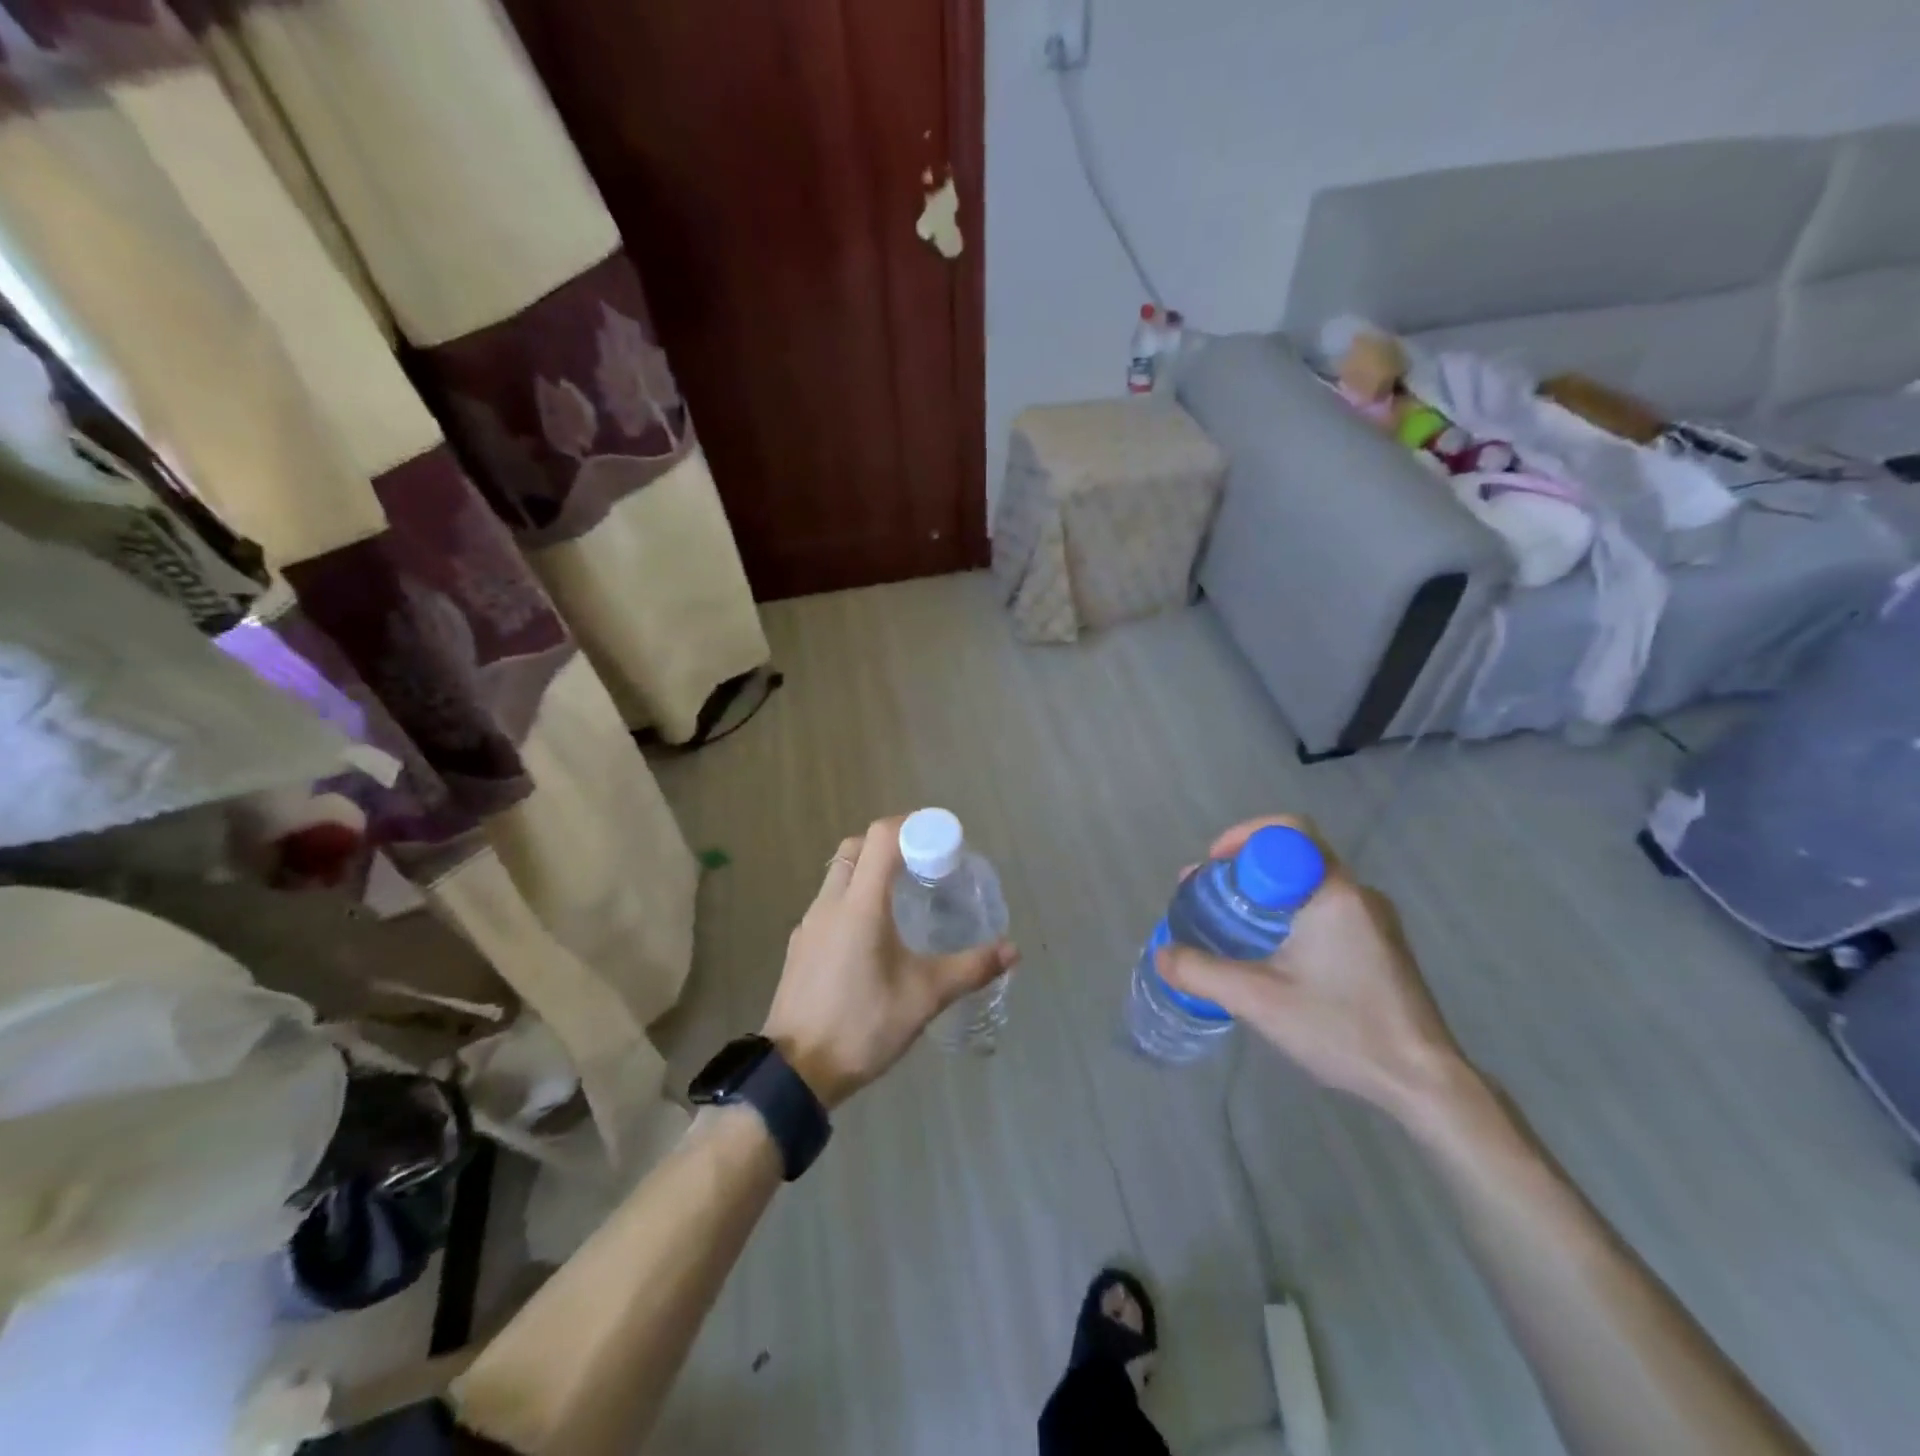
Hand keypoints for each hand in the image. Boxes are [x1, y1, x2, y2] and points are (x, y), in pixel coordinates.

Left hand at [762, 817, 1018, 1109]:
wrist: (795, 1072)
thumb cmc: (862, 1026)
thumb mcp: (924, 998)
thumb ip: (969, 968)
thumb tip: (1011, 950)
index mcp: (860, 905)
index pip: (881, 837)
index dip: (912, 826)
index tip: (940, 839)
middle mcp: (830, 903)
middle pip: (856, 847)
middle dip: (890, 844)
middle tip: (924, 864)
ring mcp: (809, 924)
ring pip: (838, 874)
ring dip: (869, 870)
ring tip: (904, 896)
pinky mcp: (801, 945)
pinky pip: (829, 902)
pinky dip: (853, 897)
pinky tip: (874, 934)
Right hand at [1158, 816, 1472, 1121]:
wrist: (1424, 1082)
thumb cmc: (1343, 1029)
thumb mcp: (1259, 1000)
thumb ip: (1202, 973)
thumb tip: (1162, 954)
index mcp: (1334, 893)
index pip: (1289, 831)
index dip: (1244, 836)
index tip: (1214, 864)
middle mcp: (1359, 895)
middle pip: (1295, 855)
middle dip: (1247, 867)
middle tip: (1212, 893)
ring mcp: (1376, 921)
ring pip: (1310, 884)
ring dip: (1268, 892)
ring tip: (1234, 922)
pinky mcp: (1382, 946)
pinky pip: (1327, 908)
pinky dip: (1291, 913)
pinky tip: (1273, 952)